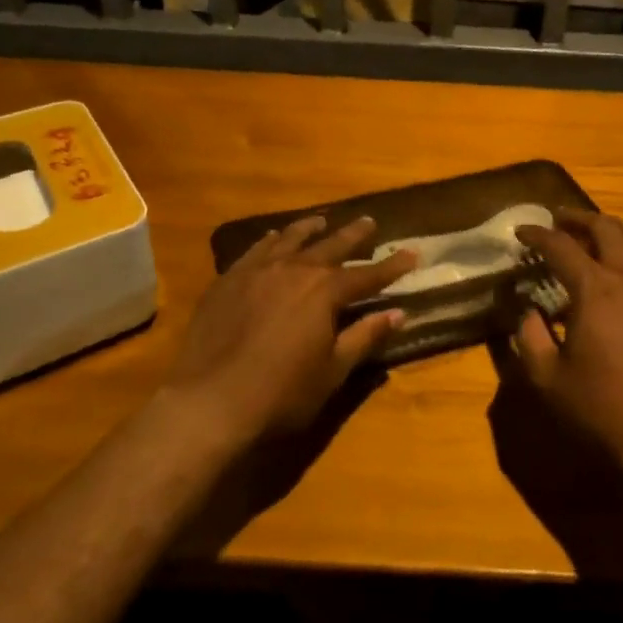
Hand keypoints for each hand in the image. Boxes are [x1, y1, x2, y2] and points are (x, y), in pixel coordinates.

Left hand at [163, 216, 417, 445]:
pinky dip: (270, 241)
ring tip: (321, 220)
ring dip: (310, 229)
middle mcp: (295, 270)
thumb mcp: (333, 370)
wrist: (210, 401)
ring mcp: (258, 271)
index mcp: (325, 292)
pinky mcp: (229, 280)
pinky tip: (272, 238)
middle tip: (369, 223)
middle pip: (331, 246)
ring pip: (290, 239)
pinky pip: (255, 250)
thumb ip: (364, 337)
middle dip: (354, 235)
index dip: (392, 266)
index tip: (411, 253)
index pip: (367, 275)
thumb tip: (398, 313)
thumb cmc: (281, 393)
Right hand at [512, 208, 622, 471]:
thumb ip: (530, 338)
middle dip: (578, 218)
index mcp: (595, 288)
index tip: (522, 232)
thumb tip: (528, 313)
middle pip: (605, 228)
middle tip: (559, 220)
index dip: (538, 234)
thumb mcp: (549, 378)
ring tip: (596, 231)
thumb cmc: (604, 408)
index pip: (560, 246)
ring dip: (612, 228)